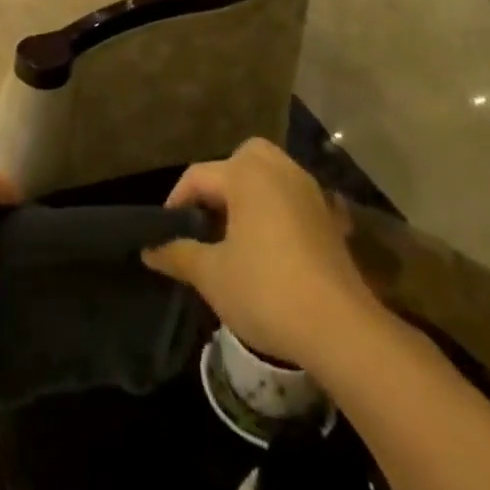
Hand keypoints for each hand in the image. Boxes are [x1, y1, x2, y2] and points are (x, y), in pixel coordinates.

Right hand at [143, 139, 379, 368]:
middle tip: (206, 222)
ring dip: (250, 197)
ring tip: (234, 236)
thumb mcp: (212, 275)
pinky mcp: (330, 219)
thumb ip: (178, 254)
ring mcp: (309, 192)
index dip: (176, 203)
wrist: (341, 328)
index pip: (198, 176)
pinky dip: (279, 213)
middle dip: (220, 184)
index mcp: (246, 172)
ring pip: (270, 178)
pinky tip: (272, 249)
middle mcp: (279, 169)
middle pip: (241, 160)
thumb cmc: (266, 290)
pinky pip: (293, 201)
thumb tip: (148, 250)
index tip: (165, 234)